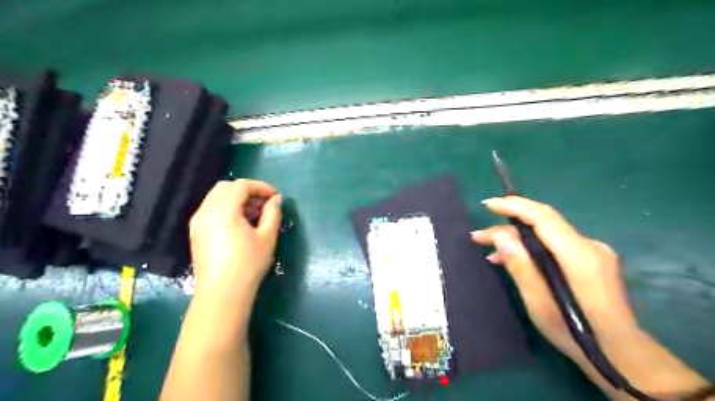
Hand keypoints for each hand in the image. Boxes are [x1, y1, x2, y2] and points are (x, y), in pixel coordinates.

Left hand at [188, 179, 283, 299]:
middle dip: (247, 190)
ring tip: (255, 214)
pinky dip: (226, 208)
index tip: (275, 196)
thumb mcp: (267, 237)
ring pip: (216, 198)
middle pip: (225, 187)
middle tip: (264, 203)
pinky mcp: (196, 233)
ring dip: (236, 199)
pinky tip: (240, 224)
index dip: (260, 187)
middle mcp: (206, 211)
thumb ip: (272, 213)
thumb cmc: (248, 264)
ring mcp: (198, 222)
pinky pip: (211, 210)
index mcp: (223, 210)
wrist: (222, 294)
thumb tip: (276, 199)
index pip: (241, 186)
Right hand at [470, 197, 636, 363]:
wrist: (620, 354)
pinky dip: (531, 247)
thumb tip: (501, 236)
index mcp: (579, 255)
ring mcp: (592, 252)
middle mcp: (589, 246)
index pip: (543, 217)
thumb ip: (521, 266)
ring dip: (517, 238)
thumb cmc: (576, 333)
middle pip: (542, 224)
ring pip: (546, 234)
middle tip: (478, 237)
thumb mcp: (539, 303)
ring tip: (489, 250)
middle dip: (508, 226)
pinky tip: (513, 258)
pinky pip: (554, 245)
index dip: (514, 206)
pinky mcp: (590, 260)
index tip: (488, 205)